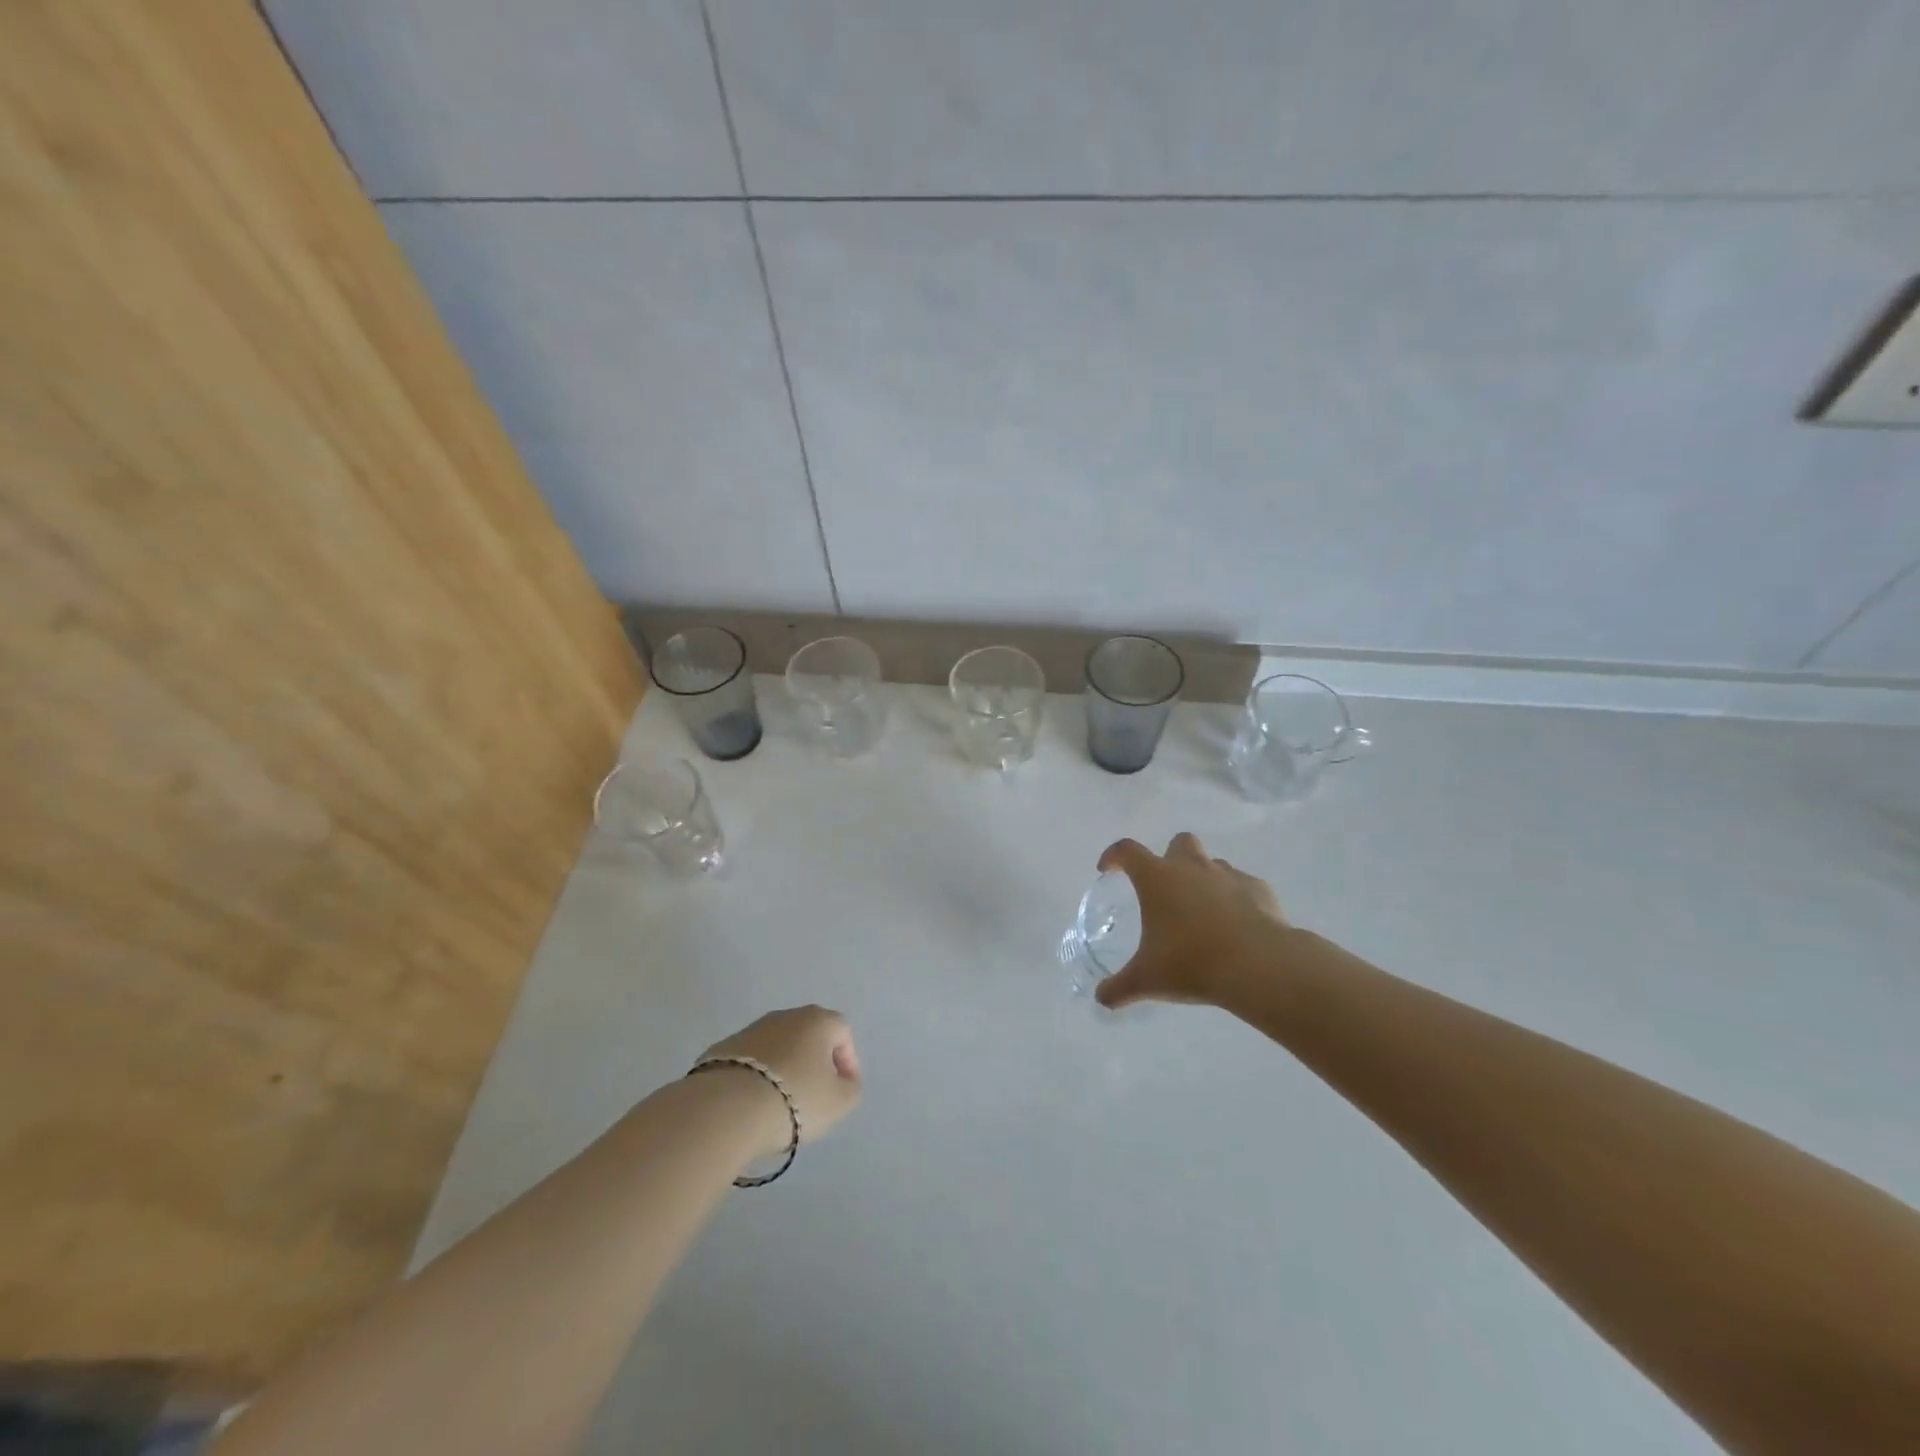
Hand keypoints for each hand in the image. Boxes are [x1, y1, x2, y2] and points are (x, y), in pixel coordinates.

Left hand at [698, 1005, 862, 1156]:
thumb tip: (843, 1081)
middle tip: (815, 1094)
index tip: (844, 1088)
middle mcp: (785, 1016)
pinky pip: (750, 1062)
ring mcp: (750, 1030)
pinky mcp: (721, 1049)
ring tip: (781, 1103)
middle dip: (814, 1062)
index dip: (848, 1060)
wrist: (727, 1107)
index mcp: (817, 1020)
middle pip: (808, 1036)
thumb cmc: (795, 1099)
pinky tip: (753, 1103)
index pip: (842, 1032)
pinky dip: (757, 1077)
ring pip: (777, 1047)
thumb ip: (850, 1088)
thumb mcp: (839, 1102)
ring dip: (784, 1069)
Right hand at [1095, 833, 1296, 1010]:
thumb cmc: (1191, 963)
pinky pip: (1242, 885)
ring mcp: (1228, 875)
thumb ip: (1119, 987)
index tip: (1108, 869)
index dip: (1114, 856)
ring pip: (1212, 863)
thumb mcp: (1147, 980)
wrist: (1258, 965)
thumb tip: (1101, 999)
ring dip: (1203, 879)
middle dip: (1170, 858)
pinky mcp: (1259, 889)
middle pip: (1178, 842)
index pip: (1127, 850)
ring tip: (1202, 913)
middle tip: (1166, 888)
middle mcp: (1191, 867)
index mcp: (1158, 878)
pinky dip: (1235, 898)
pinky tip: (1236, 926)